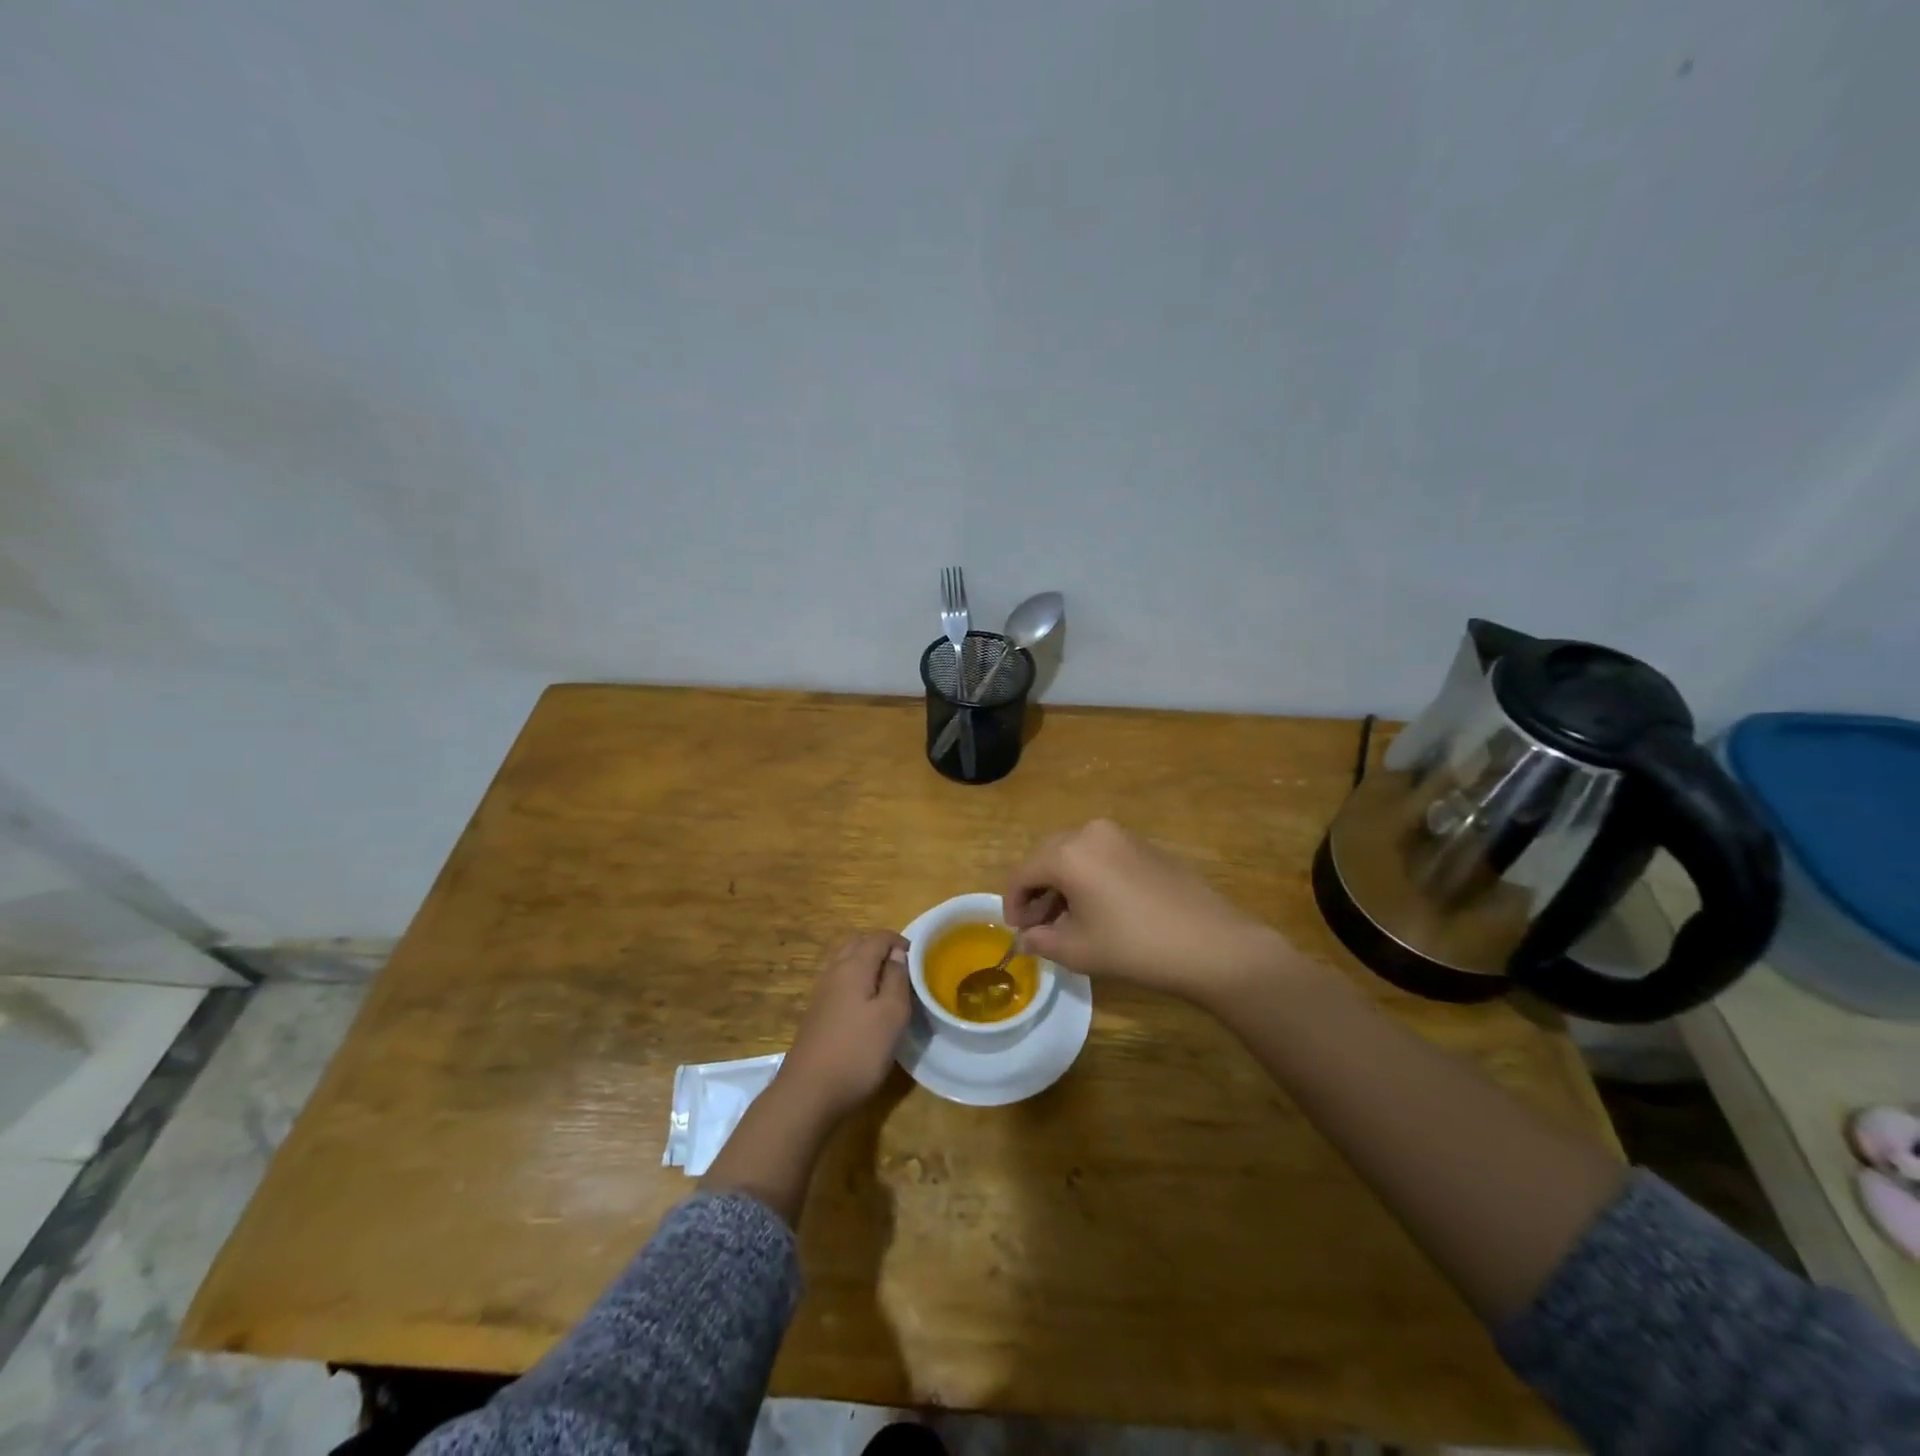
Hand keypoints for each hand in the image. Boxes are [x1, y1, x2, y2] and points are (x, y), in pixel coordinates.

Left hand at [775, 932, 911, 1123]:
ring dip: (866, 965)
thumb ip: (897, 979)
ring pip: (845, 963)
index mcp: (853, 966)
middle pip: (857, 944)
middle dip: (880, 948)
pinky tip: (865, 1007)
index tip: (919, 959)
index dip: (899, 941)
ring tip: (887, 987)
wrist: (808, 1092)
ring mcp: (821, 993)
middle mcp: (833, 972)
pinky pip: (838, 983)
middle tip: (903, 969)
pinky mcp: (816, 1013)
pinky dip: (855, 982)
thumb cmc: (858, 1051)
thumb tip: (898, 954)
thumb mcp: (892, 1015)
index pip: (878, 937)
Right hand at [1005, 819, 1314, 1008]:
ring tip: (1068, 920)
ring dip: (1062, 883)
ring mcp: (1122, 835)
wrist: (1211, 943)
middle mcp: (1091, 832)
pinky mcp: (1145, 846)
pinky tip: (1100, 908)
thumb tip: (1027, 938)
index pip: (1022, 873)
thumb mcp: (1078, 950)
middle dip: (1036, 891)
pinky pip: (1101, 856)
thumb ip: (1041, 941)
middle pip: (1047, 857)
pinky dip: (1088, 877)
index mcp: (1068, 853)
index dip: (1012, 903)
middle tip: (1039, 926)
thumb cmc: (1135, 947)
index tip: (1017, 932)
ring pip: (1074, 855)